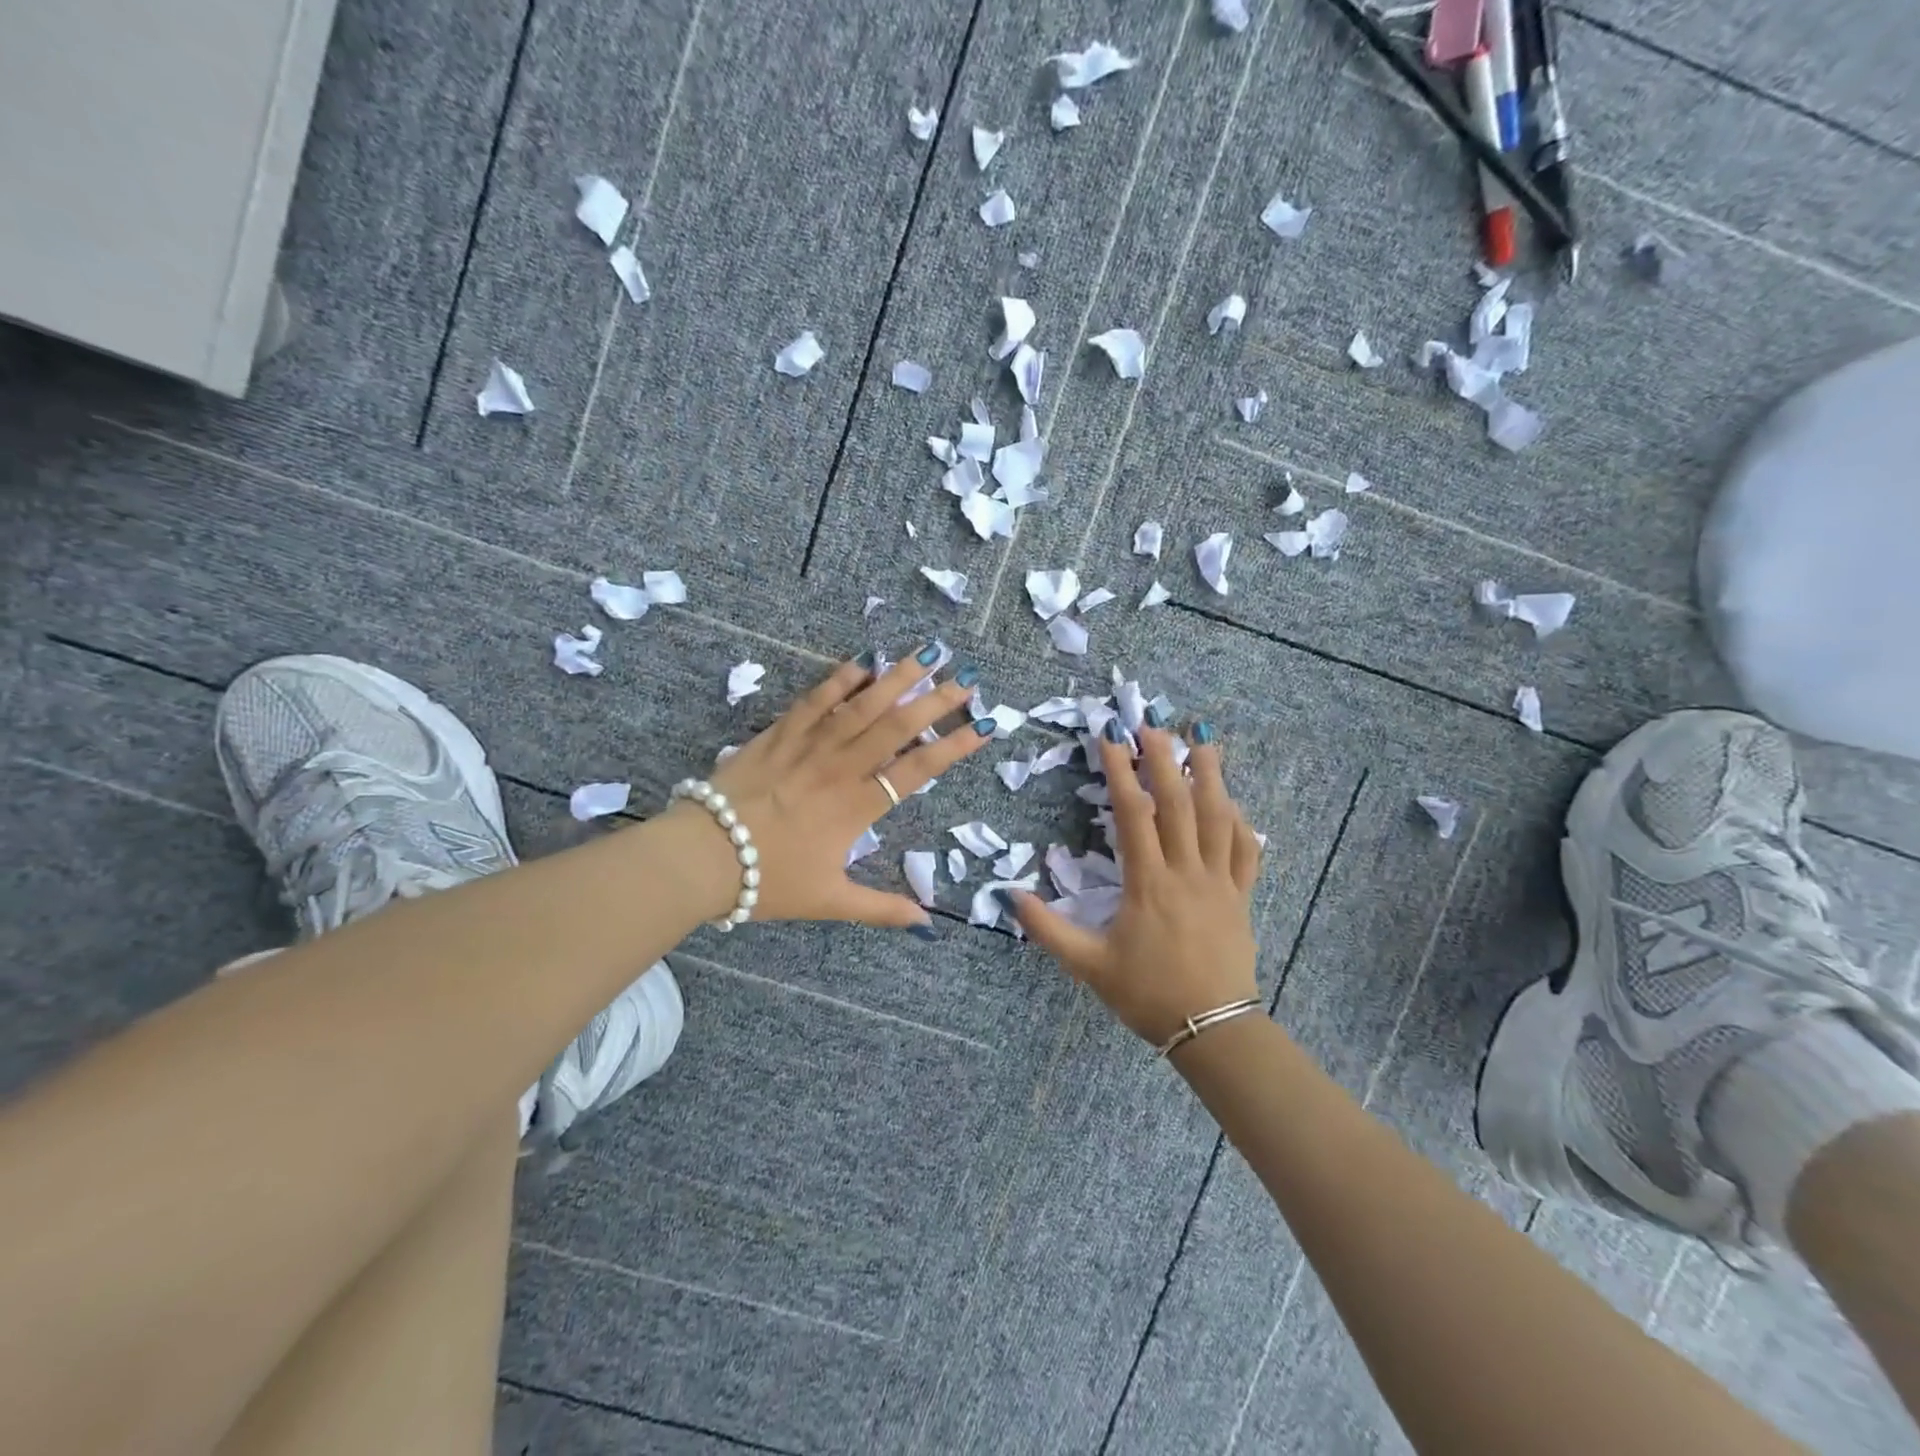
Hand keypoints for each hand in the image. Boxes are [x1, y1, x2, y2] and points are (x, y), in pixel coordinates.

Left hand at [671, 647, 993, 929]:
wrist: (703, 855)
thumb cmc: (768, 879)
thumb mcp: (829, 900)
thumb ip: (881, 908)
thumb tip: (927, 923)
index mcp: (857, 807)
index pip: (917, 770)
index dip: (953, 747)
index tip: (984, 726)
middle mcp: (841, 768)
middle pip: (896, 728)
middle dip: (935, 701)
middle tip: (966, 678)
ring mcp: (809, 746)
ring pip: (861, 706)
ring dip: (897, 678)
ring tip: (928, 654)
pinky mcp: (778, 733)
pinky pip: (814, 701)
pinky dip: (839, 680)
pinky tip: (863, 661)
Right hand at [1011, 724, 1262, 1043]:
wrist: (1212, 1029)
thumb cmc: (1146, 994)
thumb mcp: (1088, 966)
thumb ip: (1048, 929)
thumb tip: (1009, 895)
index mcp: (1148, 883)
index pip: (1133, 814)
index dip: (1120, 772)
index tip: (1110, 738)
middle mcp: (1187, 872)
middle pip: (1178, 803)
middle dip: (1164, 759)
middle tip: (1153, 724)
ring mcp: (1220, 882)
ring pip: (1219, 817)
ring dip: (1211, 775)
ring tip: (1203, 741)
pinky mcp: (1241, 896)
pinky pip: (1245, 850)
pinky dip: (1240, 821)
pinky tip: (1233, 802)